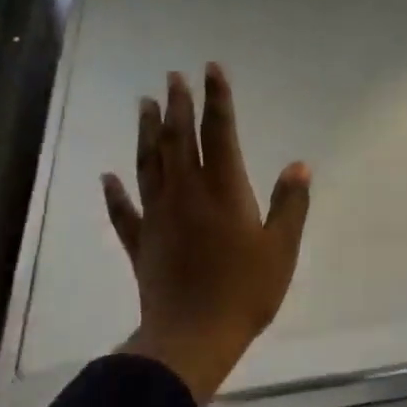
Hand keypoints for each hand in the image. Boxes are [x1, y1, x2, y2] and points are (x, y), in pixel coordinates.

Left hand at [102, 64, 310, 402]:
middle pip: (178, 140)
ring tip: (143, 104)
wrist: (193, 336)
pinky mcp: (142, 243)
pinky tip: (107, 178)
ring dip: (146, 132)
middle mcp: (186, 194)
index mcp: (223, 191)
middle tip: (172, 77)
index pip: (219, 133)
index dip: (216, 99)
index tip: (210, 69)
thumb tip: (300, 165)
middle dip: (177, 105)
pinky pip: (125, 213)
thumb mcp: (280, 248)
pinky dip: (115, 194)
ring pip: (148, 164)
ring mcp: (158, 217)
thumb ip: (289, 204)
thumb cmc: (245, 291)